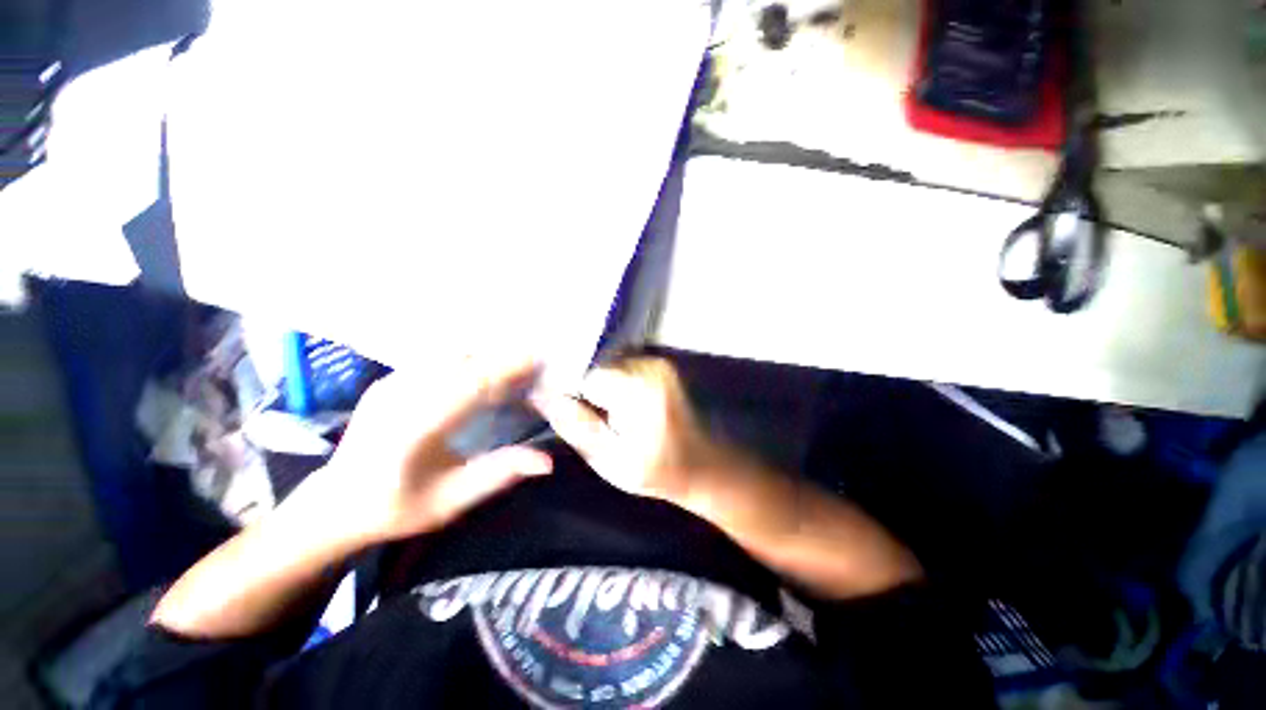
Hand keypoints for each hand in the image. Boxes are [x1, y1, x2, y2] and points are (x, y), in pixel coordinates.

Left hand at [311, 356, 552, 545]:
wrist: (333, 504)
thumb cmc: (395, 508)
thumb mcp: (449, 502)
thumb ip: (498, 475)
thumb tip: (547, 461)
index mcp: (413, 429)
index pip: (469, 386)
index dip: (507, 368)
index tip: (539, 359)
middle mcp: (399, 397)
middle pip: (462, 362)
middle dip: (504, 356)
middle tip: (537, 358)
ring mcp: (391, 384)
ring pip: (449, 354)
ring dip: (487, 353)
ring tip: (517, 361)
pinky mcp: (390, 379)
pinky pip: (437, 358)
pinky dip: (468, 357)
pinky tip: (486, 366)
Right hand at [531, 356, 729, 503]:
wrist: (702, 464)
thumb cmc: (656, 470)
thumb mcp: (610, 460)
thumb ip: (576, 425)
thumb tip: (539, 394)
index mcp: (638, 390)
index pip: (582, 375)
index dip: (564, 391)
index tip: (556, 409)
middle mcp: (648, 366)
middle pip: (594, 366)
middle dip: (580, 388)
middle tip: (584, 415)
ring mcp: (656, 362)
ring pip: (605, 364)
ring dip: (596, 385)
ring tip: (601, 412)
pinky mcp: (658, 364)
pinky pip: (620, 366)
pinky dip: (611, 382)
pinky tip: (614, 404)